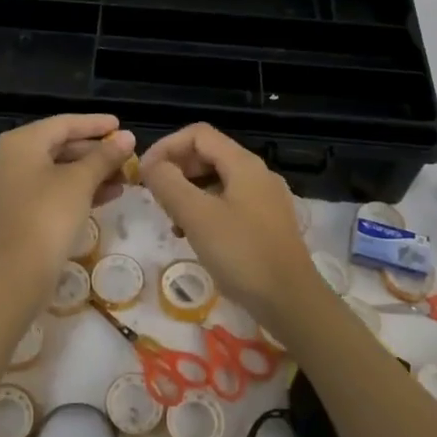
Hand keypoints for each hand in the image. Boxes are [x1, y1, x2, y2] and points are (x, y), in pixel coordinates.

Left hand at [0, 114, 134, 303]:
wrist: (20, 270)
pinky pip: (53, 188)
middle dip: (97, 152)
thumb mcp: (82, 181)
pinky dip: (79, 188)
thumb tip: (128, 137)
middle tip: (127, 155)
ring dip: (92, 172)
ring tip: (125, 177)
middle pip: (61, 146)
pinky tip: (110, 194)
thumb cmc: (50, 214)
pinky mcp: (20, 209)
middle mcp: (12, 157)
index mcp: (21, 142)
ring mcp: (13, 185)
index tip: (121, 125)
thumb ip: (105, 156)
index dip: (95, 124)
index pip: (64, 124)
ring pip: (59, 169)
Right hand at [137, 123, 317, 325]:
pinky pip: (229, 203)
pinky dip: (206, 210)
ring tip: (172, 220)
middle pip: (208, 155)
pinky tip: (195, 237)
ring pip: (217, 181)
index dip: (166, 146)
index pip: (198, 134)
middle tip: (154, 196)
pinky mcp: (268, 224)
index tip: (144, 172)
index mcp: (243, 164)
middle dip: (177, 169)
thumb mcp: (197, 216)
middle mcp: (258, 174)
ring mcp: (266, 199)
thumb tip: (150, 164)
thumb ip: (168, 183)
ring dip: (189, 192)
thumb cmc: (242, 253)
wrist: (292, 301)